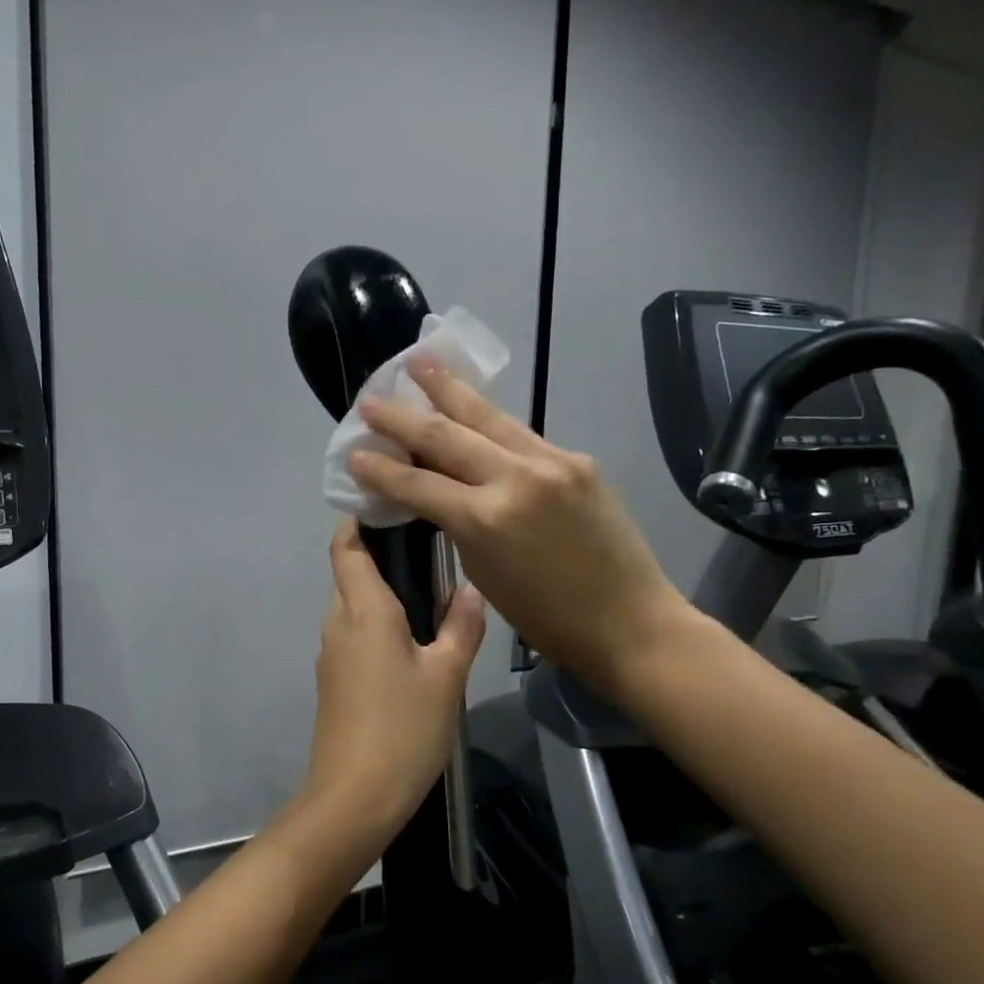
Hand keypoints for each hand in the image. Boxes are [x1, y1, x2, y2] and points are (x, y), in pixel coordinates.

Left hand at [303, 522, 486, 833]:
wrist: (354, 797)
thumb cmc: (403, 729)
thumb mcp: (446, 676)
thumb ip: (461, 626)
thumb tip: (470, 589)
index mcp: (363, 610)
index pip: (347, 546)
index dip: (361, 518)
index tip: (392, 503)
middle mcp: (338, 623)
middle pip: (349, 572)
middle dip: (380, 553)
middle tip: (429, 546)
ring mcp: (331, 654)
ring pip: (353, 605)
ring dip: (381, 592)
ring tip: (430, 591)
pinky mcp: (333, 681)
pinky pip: (354, 635)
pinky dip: (377, 622)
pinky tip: (414, 639)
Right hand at [349, 356, 689, 690]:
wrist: (630, 620)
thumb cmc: (547, 618)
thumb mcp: (484, 573)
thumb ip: (458, 525)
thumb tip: (437, 492)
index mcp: (485, 519)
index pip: (418, 483)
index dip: (380, 469)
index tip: (353, 453)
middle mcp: (515, 478)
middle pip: (445, 435)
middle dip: (403, 417)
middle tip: (371, 401)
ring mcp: (552, 461)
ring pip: (488, 416)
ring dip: (449, 389)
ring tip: (420, 362)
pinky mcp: (577, 459)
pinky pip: (521, 434)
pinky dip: (490, 420)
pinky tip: (473, 407)